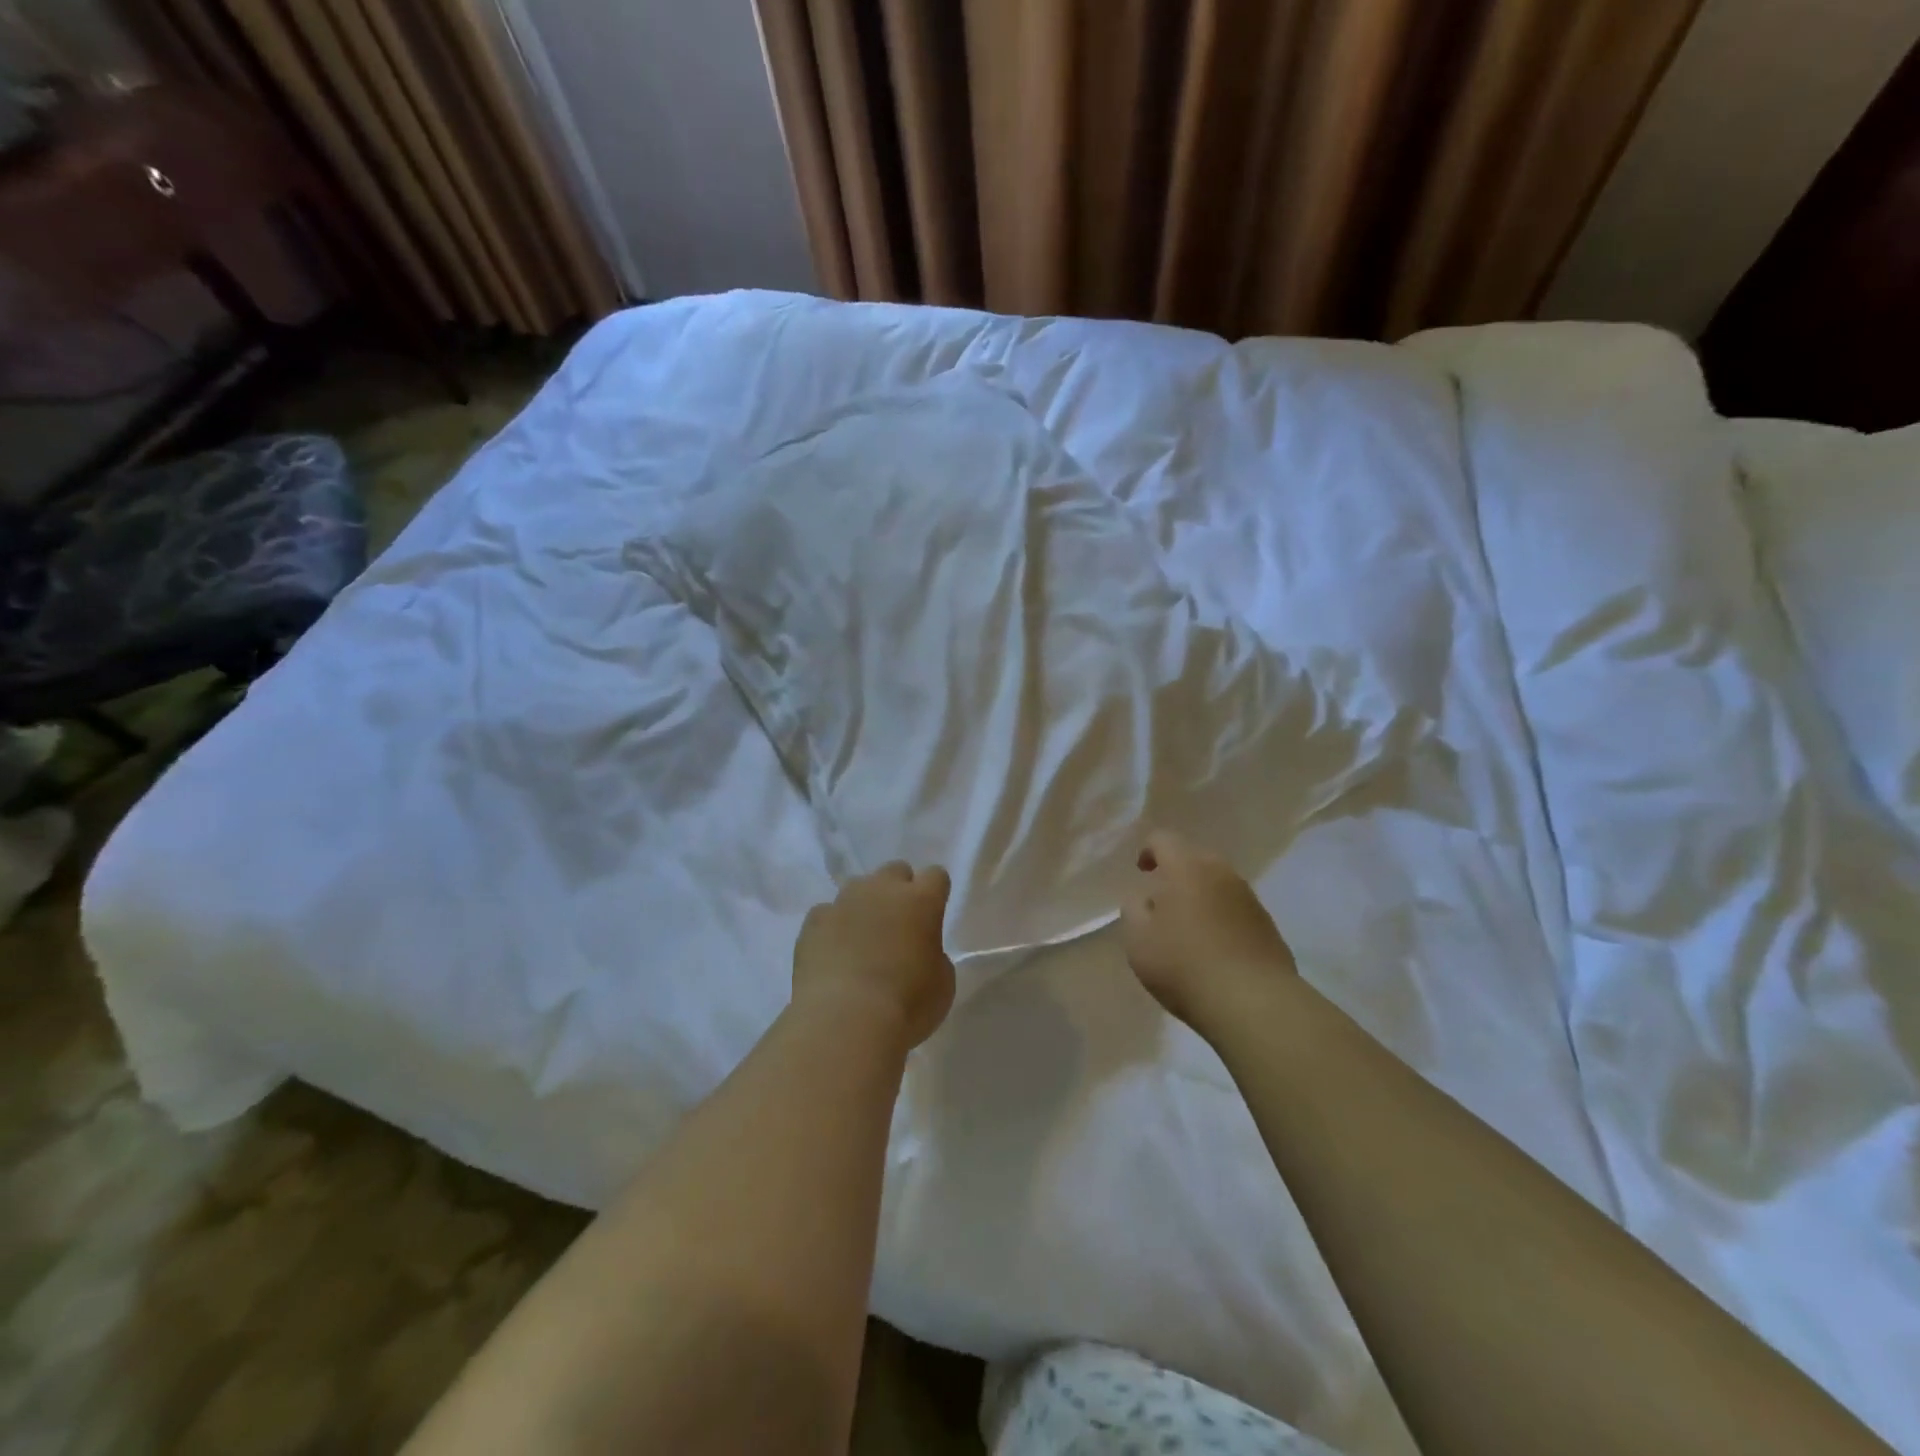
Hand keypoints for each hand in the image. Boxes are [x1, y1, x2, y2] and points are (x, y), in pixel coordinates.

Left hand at [792, 862, 955, 1049]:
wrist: (844, 1021)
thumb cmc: (906, 1005)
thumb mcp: (943, 983)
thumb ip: (934, 954)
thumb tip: (920, 950)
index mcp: (921, 900)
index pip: (936, 875)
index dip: (935, 893)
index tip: (933, 915)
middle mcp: (882, 890)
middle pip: (895, 871)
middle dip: (899, 890)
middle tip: (899, 925)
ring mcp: (843, 902)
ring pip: (859, 887)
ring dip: (865, 905)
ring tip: (863, 939)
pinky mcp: (813, 921)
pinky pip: (827, 913)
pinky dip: (833, 927)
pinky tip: (834, 954)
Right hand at [1120, 829, 1296, 1027]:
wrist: (1254, 1003)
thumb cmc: (1184, 965)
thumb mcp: (1138, 939)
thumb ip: (1133, 909)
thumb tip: (1144, 897)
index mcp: (1187, 868)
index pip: (1163, 839)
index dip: (1148, 850)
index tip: (1141, 872)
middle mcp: (1222, 873)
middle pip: (1195, 858)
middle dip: (1176, 872)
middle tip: (1162, 901)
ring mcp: (1250, 898)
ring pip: (1218, 883)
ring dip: (1201, 896)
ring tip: (1188, 928)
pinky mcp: (1268, 925)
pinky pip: (1236, 909)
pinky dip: (1222, 917)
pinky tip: (1214, 948)